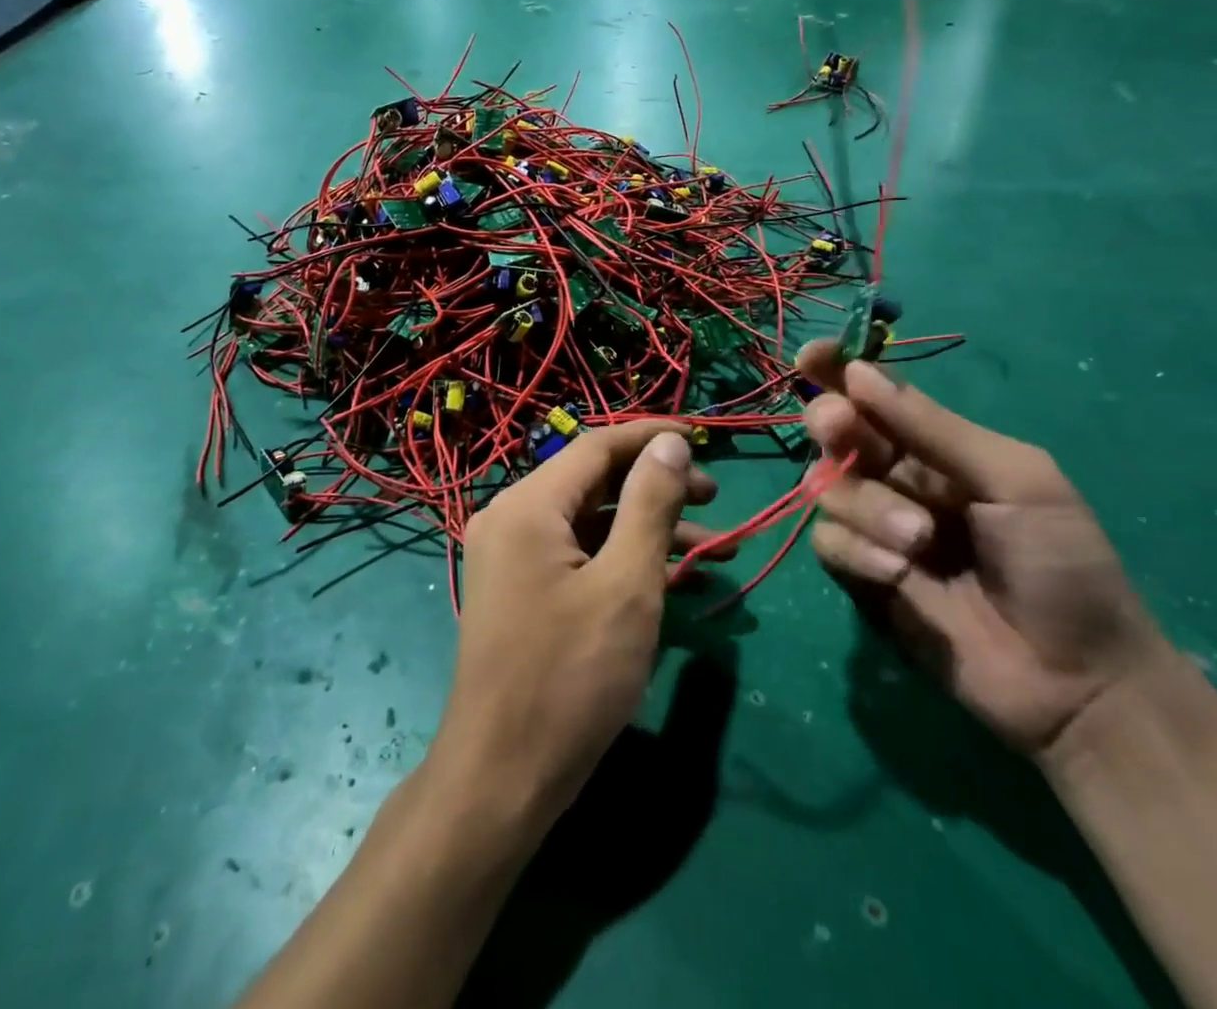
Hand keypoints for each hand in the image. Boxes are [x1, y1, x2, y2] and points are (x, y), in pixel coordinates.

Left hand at [436, 423, 721, 825]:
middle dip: (657, 487)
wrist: (501, 779)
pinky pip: (578, 557)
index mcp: (528, 505)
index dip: (652, 437)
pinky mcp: (521, 592)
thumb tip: (669, 442)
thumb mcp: (627, 584)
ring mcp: (512, 558)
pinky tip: (674, 582)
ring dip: (648, 529)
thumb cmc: (571, 677)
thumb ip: (651, 504)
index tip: (703, 438)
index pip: (597, 446)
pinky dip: (623, 561)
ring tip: (715, 547)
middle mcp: (512, 519)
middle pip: (594, 482)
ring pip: (591, 522)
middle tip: (714, 498)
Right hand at [797, 342, 1168, 758]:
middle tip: (843, 429)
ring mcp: (874, 526)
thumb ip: (934, 428)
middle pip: (834, 429)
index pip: (873, 395)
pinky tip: (900, 574)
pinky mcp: (860, 574)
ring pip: (825, 486)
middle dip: (832, 424)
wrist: (1075, 678)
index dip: (837, 370)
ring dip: (864, 505)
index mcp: (936, 446)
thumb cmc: (1062, 563)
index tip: (811, 357)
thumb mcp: (1014, 479)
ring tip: (919, 541)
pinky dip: (857, 551)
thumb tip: (859, 372)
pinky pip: (826, 541)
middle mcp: (896, 477)